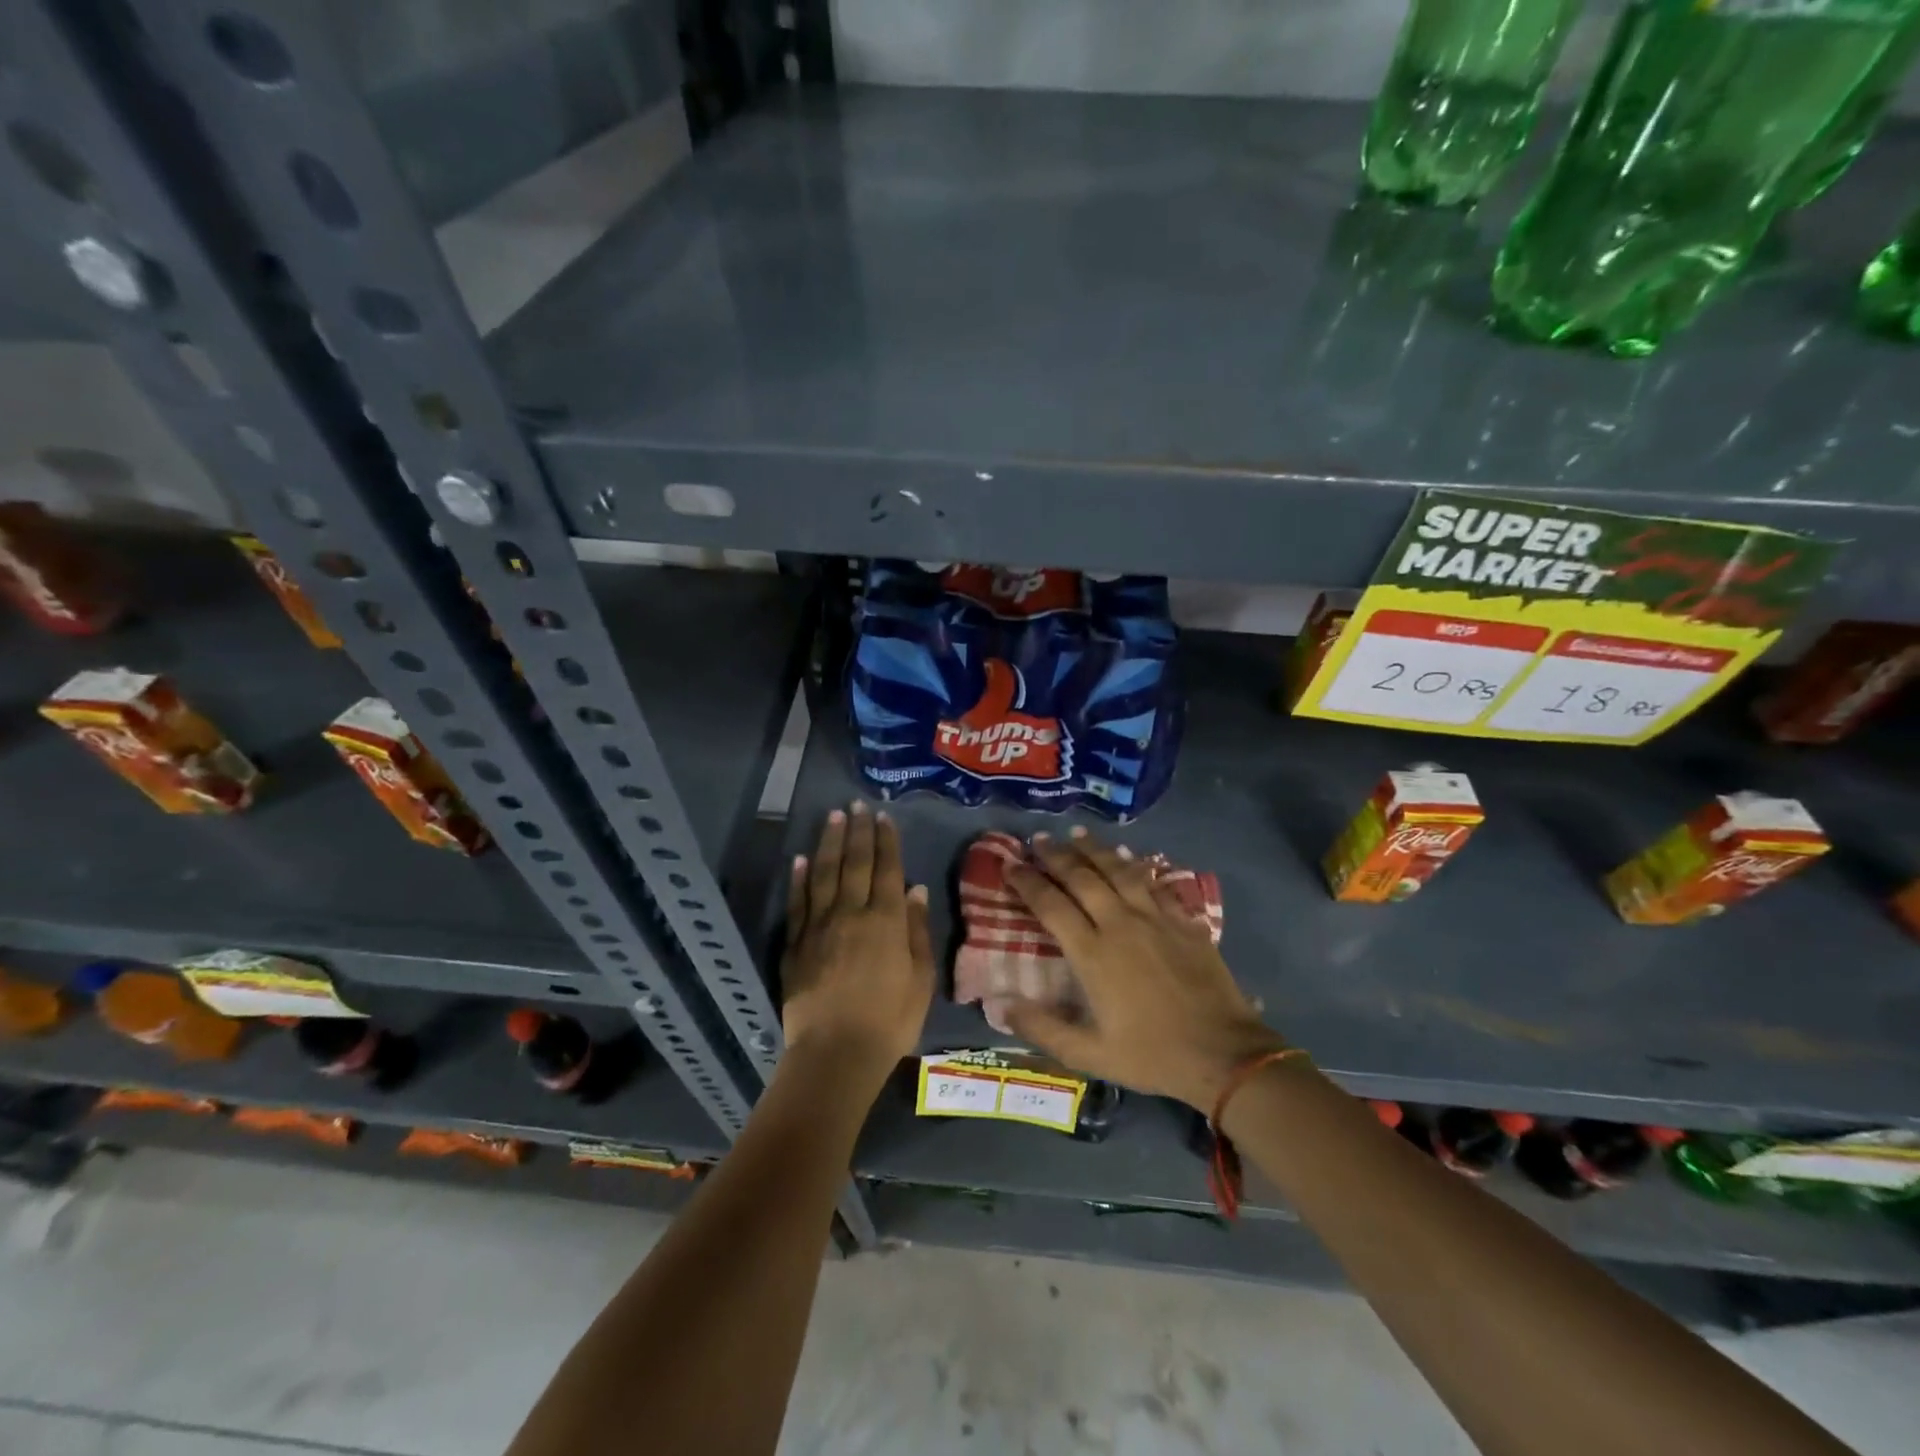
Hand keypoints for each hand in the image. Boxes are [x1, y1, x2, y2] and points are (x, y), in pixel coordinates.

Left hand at [781, 801, 934, 1088]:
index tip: (882, 816)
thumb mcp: (921, 978)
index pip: (887, 869)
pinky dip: (799, 878)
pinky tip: (800, 858)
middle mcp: (852, 913)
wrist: (836, 1054)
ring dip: (829, 843)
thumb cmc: (890, 1020)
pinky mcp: (796, 944)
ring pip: (824, 874)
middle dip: (857, 831)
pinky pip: (798, 902)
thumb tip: (915, 888)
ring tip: (833, 817)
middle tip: (856, 804)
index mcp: (886, 920)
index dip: (885, 841)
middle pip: (855, 863)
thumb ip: (917, 930)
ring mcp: (819, 926)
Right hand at [1003, 828, 1283, 1110]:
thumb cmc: (1152, 1055)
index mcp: (1092, 954)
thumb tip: (999, 1004)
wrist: (1225, 1054)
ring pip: (1118, 871)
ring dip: (1093, 850)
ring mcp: (1155, 918)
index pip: (1051, 905)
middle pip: (1082, 878)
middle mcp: (1120, 924)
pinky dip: (1135, 864)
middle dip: (1056, 855)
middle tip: (1038, 839)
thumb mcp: (1089, 1054)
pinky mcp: (1183, 920)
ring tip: (1075, 834)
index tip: (1009, 864)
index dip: (1027, 882)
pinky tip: (1127, 856)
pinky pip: (1153, 882)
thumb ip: (1042, 1027)